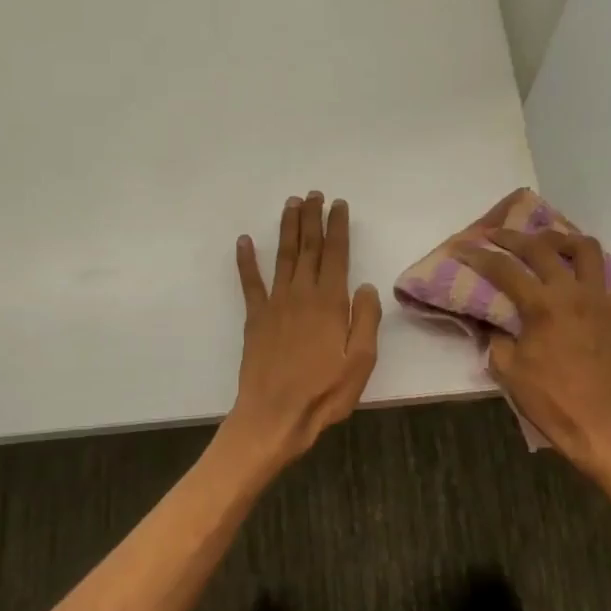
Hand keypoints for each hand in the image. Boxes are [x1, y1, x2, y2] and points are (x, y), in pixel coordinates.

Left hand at [227, 193, 382, 465]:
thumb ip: (366, 320)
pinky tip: (244, 241)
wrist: (275, 415)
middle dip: (311, 219)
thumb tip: (365, 286)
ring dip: (287, 229)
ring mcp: (275, 304)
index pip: (336, 255)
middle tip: (313, 194)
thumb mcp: (361, 362)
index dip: (338, 227)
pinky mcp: (255, 318)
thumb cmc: (324, 393)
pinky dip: (246, 260)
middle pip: (309, 248)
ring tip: (290, 204)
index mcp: (331, 303)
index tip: (338, 204)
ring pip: (283, 257)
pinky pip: (250, 282)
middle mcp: (302, 295)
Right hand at [457, 229, 610, 465]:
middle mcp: (574, 293)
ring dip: (564, 241)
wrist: (595, 424)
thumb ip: (495, 335)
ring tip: (549, 245)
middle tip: (497, 235)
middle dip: (513, 237)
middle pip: (542, 248)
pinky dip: (605, 272)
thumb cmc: (547, 399)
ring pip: (588, 250)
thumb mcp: (506, 367)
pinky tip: (590, 277)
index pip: (504, 269)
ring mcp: (602, 300)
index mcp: (542, 306)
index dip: (479, 255)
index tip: (462, 247)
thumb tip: (493, 318)